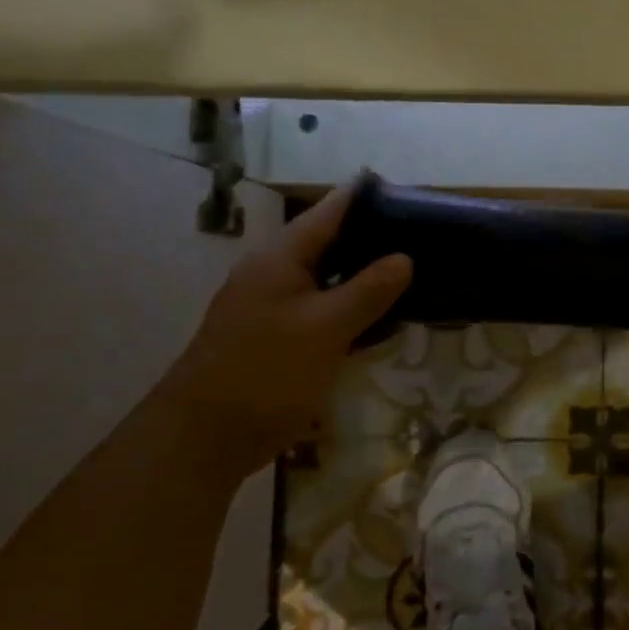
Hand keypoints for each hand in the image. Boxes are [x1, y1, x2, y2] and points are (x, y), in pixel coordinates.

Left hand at [156, 184, 411, 475]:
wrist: (204, 437)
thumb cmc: (266, 371)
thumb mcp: (325, 327)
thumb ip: (368, 290)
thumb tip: (404, 257)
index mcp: (281, 258)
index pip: (330, 211)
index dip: (366, 197)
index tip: (408, 192)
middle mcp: (276, 274)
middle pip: (332, 244)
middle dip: (374, 239)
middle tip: (424, 239)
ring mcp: (275, 308)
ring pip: (330, 280)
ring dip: (367, 277)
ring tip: (414, 274)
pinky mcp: (280, 339)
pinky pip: (325, 312)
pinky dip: (354, 310)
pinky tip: (383, 320)